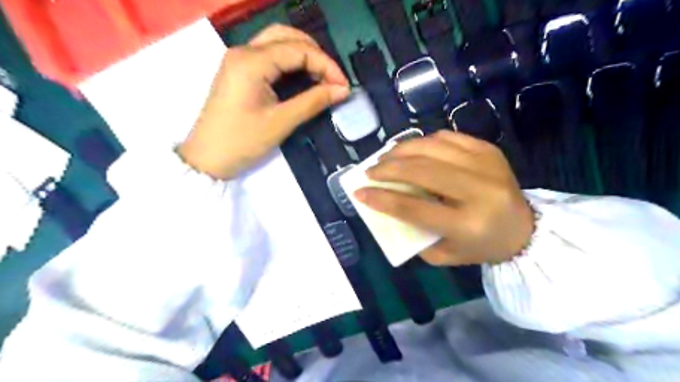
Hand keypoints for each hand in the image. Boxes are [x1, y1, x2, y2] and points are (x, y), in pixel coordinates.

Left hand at [177, 26, 350, 180]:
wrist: (207, 159)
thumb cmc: (242, 142)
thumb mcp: (281, 123)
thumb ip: (313, 102)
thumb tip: (342, 90)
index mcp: (252, 62)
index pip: (298, 50)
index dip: (326, 65)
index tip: (343, 86)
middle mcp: (243, 52)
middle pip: (286, 36)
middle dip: (315, 54)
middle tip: (333, 78)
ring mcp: (239, 60)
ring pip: (277, 42)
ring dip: (303, 54)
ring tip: (322, 76)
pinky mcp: (239, 71)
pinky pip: (269, 55)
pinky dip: (290, 62)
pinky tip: (303, 76)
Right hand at [357, 131, 536, 265]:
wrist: (525, 229)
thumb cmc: (479, 246)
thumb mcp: (443, 254)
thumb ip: (413, 233)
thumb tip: (385, 205)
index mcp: (467, 224)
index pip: (414, 207)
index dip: (382, 199)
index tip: (359, 192)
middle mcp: (479, 190)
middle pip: (421, 171)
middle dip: (388, 168)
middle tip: (370, 171)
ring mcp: (486, 164)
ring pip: (432, 147)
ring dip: (401, 150)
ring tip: (386, 158)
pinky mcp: (488, 149)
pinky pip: (446, 137)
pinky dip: (423, 142)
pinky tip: (412, 150)